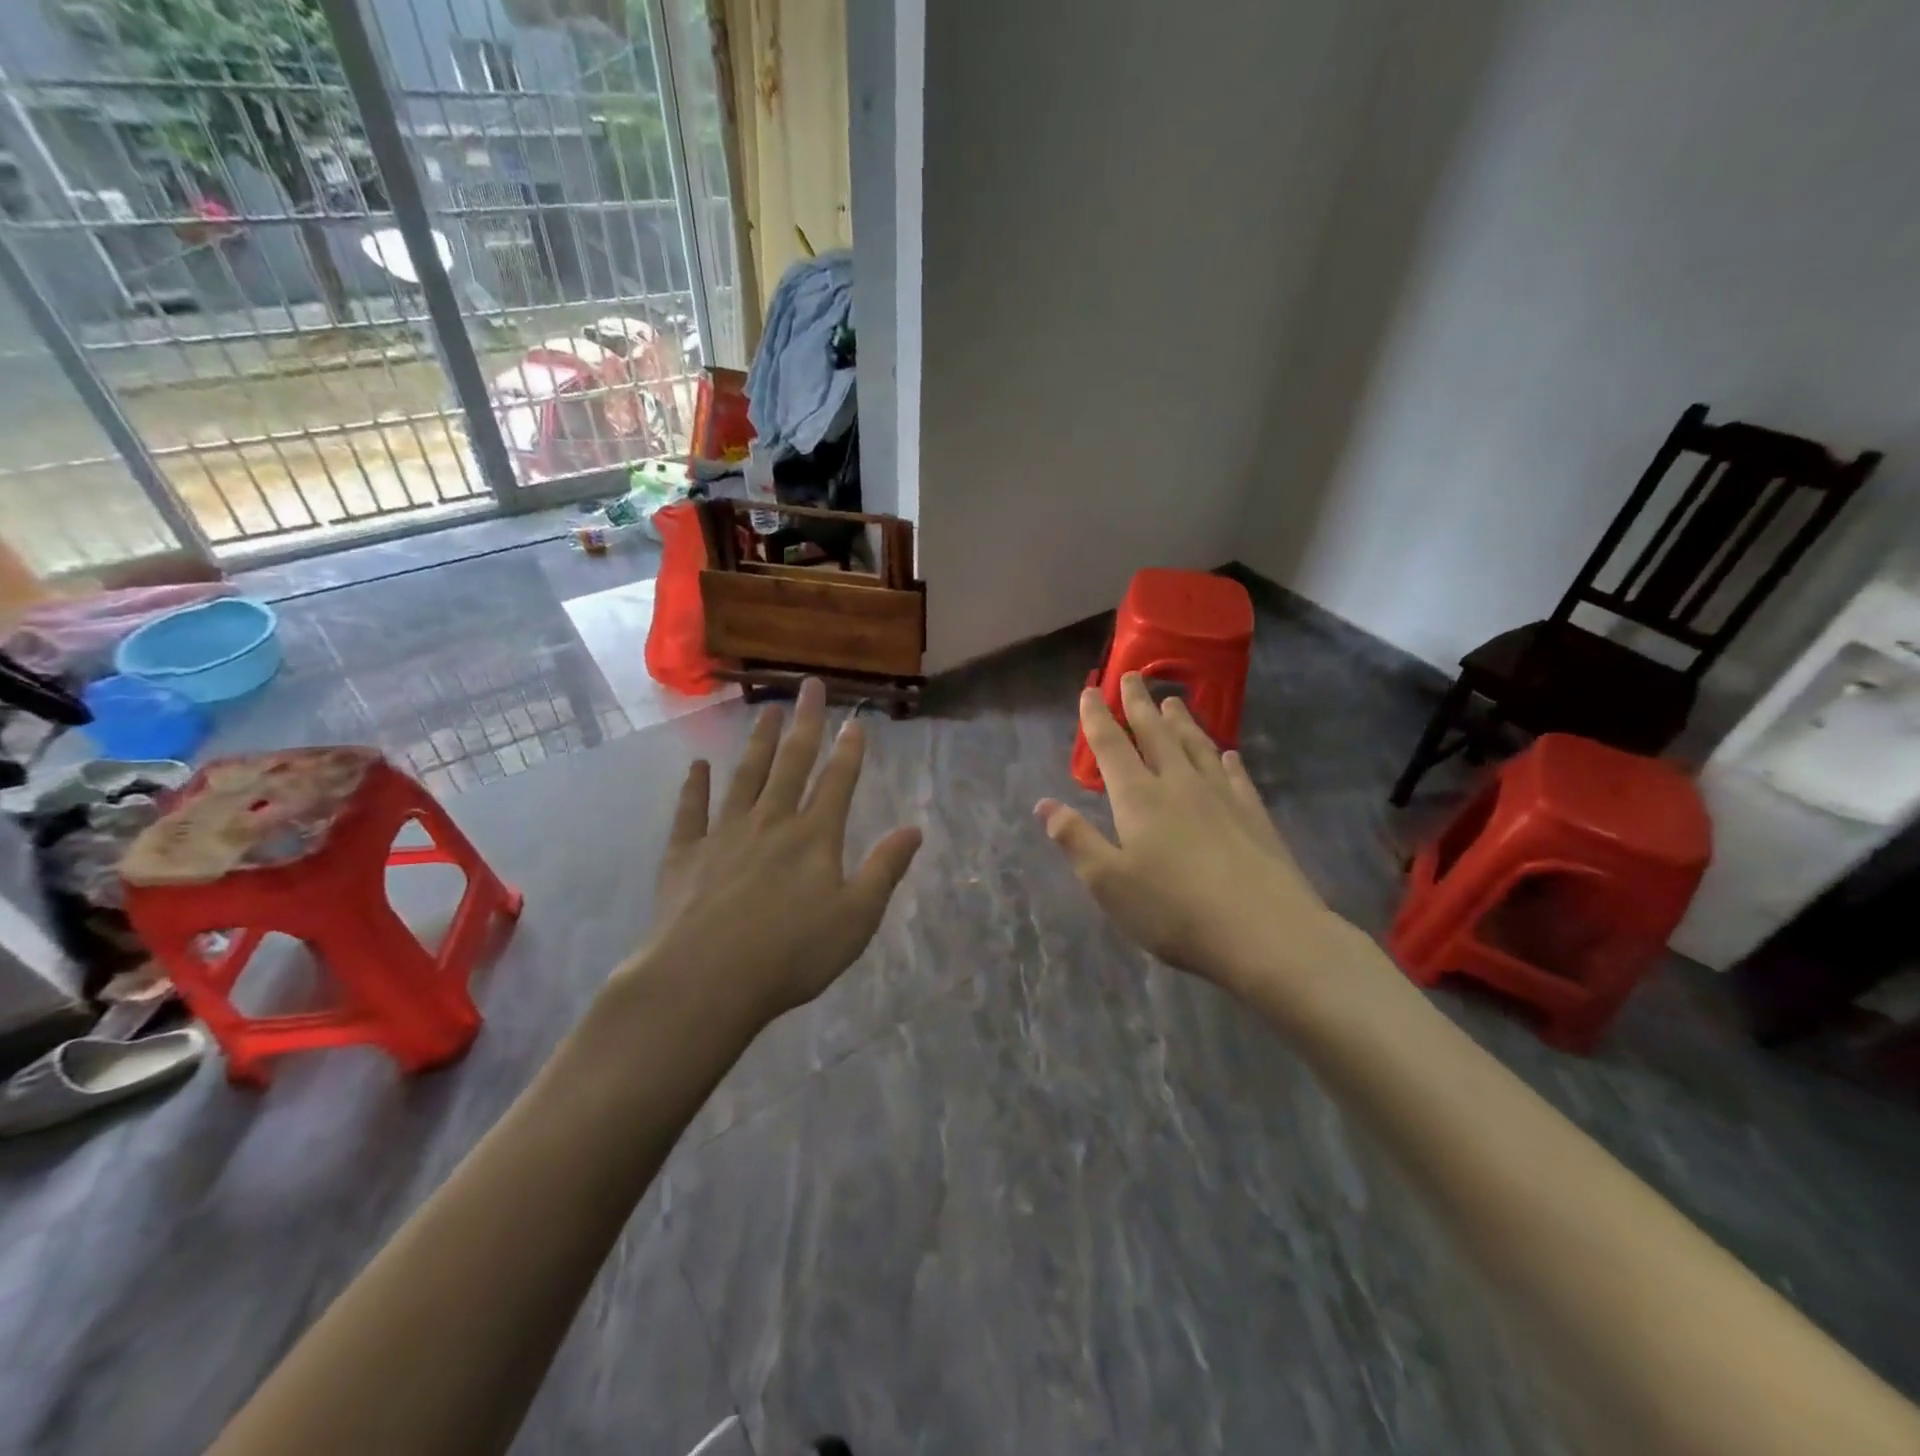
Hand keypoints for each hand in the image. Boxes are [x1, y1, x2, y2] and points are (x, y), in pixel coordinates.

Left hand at [623, 678, 921, 1029]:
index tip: (855, 720)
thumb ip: (884, 870)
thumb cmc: (791, 955)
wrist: (705, 980)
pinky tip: (697, 766)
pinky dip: (694, 786)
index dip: (849, 750)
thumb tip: (914, 829)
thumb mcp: (856, 919)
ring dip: (757, 743)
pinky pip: (691, 811)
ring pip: (745, 776)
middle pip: (791, 763)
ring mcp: (724, 834)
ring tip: (765, 711)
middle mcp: (771, 822)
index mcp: (814, 837)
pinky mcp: (686, 854)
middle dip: (804, 724)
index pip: (837, 782)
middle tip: (808, 687)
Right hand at [1037, 674, 1348, 997]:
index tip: (1089, 690)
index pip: (1111, 747)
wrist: (1264, 931)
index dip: (1097, 718)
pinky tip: (1227, 754)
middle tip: (1132, 675)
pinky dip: (1226, 760)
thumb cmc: (1173, 910)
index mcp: (1138, 798)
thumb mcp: (1108, 883)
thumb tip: (1045, 804)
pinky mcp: (1254, 815)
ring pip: (1196, 746)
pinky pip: (1236, 776)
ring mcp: (1221, 796)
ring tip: (1173, 701)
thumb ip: (1076, 840)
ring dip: (1182, 721)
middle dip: (1139, 704)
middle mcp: (1178, 785)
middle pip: (1155, 734)